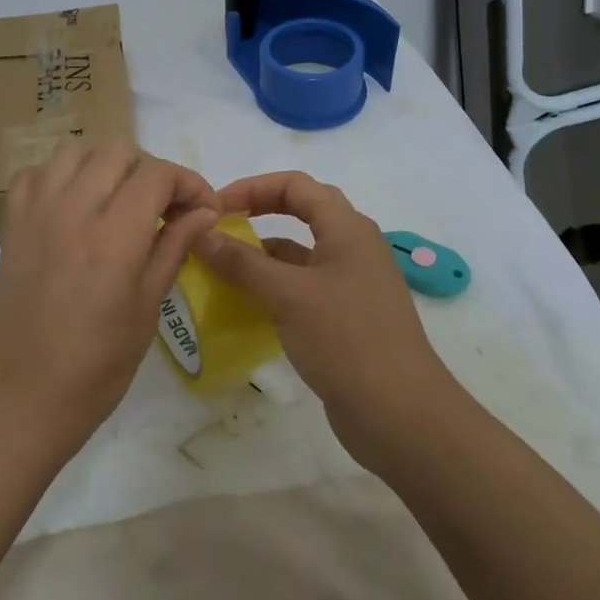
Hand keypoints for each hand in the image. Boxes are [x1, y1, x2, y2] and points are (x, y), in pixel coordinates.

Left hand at [0, 141, 219, 469]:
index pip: (157, 174)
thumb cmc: (94, 371)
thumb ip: (174, 249)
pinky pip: (35, 175)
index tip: (202, 211)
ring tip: (120, 203)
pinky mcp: (11, 228)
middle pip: (118, 151)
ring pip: (75, 152)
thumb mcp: (146, 311)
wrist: (18, 403)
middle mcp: (71, 211)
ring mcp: (35, 215)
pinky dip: (60, 177)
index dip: (189, 183)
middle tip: (164, 209)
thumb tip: (204, 211)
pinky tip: (74, 208)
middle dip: (151, 171)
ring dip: (106, 167)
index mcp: (113, 237)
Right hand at [193, 171, 450, 468]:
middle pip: (301, 212)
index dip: (252, 187)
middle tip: (218, 227)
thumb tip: (199, 233)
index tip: (214, 208)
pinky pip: (302, 288)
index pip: (295, 185)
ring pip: (300, 254)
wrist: (400, 414)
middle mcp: (352, 248)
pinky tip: (245, 304)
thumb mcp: (288, 295)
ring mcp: (350, 285)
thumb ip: (242, 262)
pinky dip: (273, 288)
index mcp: (347, 229)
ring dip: (262, 255)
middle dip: (258, 212)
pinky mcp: (344, 318)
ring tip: (220, 268)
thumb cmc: (346, 339)